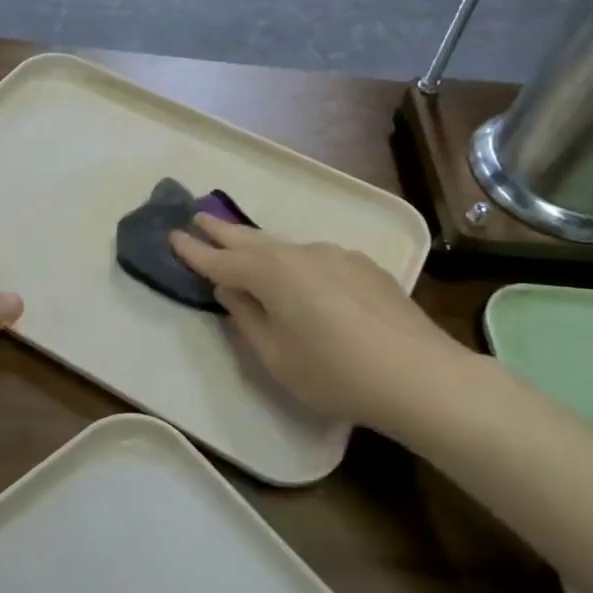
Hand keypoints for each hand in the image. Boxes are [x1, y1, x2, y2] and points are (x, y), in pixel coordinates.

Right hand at [170, 217, 467, 433]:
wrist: (420, 375)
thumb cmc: (335, 373)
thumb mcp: (276, 357)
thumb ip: (247, 319)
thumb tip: (231, 292)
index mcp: (272, 274)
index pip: (222, 261)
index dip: (195, 252)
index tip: (173, 235)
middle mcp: (301, 254)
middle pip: (252, 240)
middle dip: (223, 231)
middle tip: (198, 216)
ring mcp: (337, 256)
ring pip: (285, 247)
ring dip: (258, 244)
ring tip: (240, 241)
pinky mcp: (364, 267)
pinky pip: (315, 258)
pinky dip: (294, 261)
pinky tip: (298, 274)